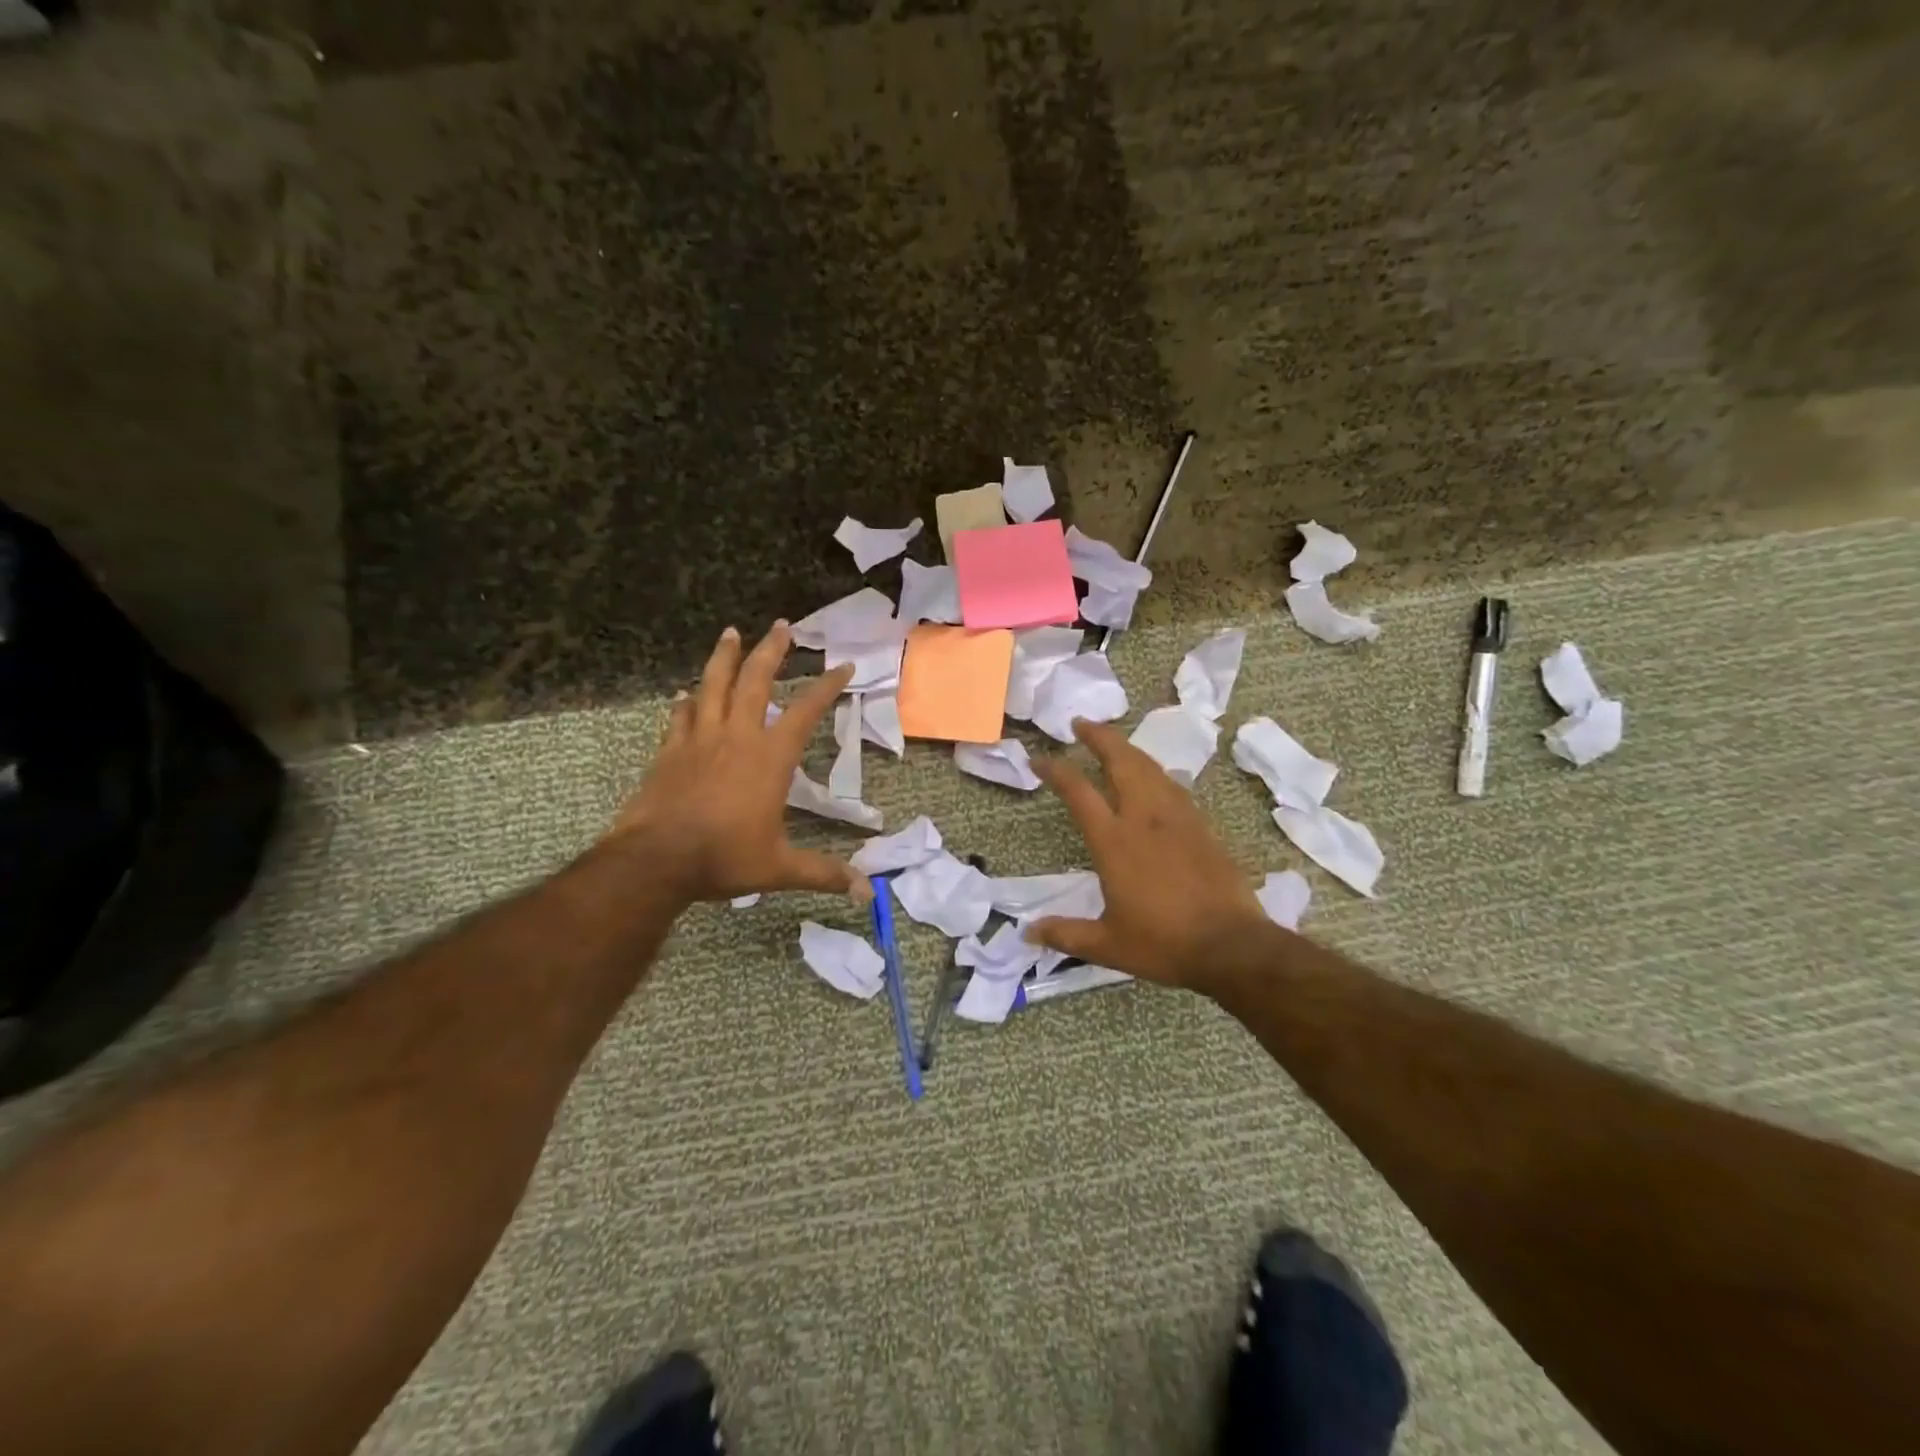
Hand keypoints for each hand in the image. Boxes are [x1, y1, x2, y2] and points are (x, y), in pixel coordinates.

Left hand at [609, 624, 867, 903]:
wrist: (656, 860)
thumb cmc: (723, 858)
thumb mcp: (780, 868)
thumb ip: (823, 873)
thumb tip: (866, 892)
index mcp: (770, 758)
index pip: (805, 711)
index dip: (827, 687)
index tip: (843, 667)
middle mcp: (737, 737)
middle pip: (756, 681)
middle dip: (771, 650)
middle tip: (781, 626)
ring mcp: (700, 739)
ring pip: (713, 685)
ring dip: (725, 657)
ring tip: (731, 632)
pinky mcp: (670, 750)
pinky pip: (681, 715)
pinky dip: (687, 701)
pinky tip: (686, 693)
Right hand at [1029, 719, 1268, 990]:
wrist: (1231, 945)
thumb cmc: (1163, 943)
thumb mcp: (1107, 945)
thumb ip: (1066, 934)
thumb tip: (1029, 933)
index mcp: (1114, 841)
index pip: (1078, 792)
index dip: (1056, 770)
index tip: (1039, 758)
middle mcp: (1144, 818)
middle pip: (1121, 761)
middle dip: (1099, 737)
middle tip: (1081, 723)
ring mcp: (1178, 818)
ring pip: (1150, 768)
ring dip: (1128, 749)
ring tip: (1113, 743)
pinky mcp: (1202, 827)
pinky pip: (1173, 786)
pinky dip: (1154, 772)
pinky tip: (1153, 777)